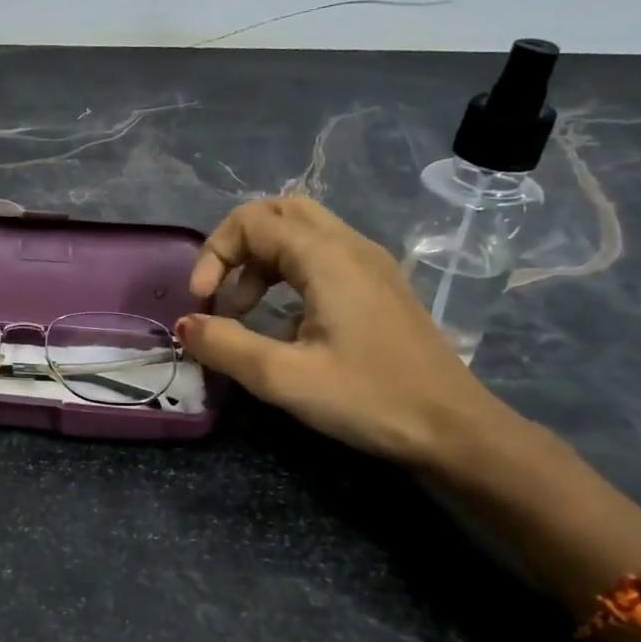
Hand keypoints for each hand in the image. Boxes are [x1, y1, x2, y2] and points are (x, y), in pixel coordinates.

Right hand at [178, 199, 519, 469]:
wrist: (455, 429)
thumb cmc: (370, 399)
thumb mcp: (284, 379)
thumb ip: (226, 346)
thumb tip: (185, 325)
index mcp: (327, 257)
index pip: (252, 221)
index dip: (215, 254)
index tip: (202, 302)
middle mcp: (350, 246)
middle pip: (279, 212)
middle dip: (237, 245)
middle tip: (220, 290)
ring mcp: (369, 264)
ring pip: (301, 232)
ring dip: (260, 260)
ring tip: (243, 311)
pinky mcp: (378, 286)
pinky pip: (321, 256)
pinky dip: (286, 273)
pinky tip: (282, 323)